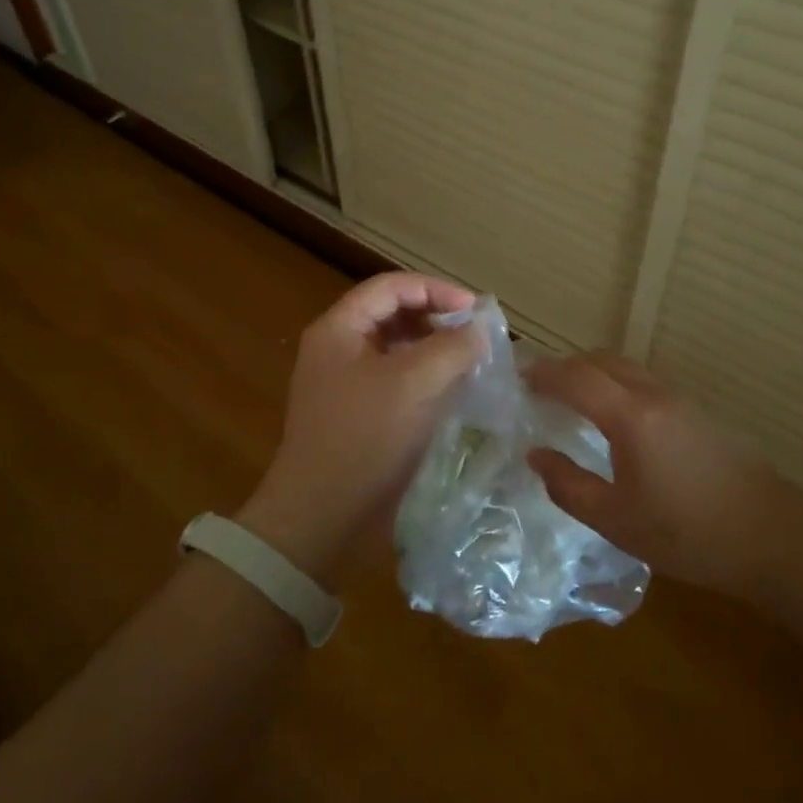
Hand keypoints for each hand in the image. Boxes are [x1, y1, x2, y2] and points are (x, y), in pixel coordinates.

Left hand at [242, 273, 482, 586]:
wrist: (321, 516)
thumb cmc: (365, 439)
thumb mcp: (414, 384)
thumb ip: (452, 347)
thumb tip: (480, 329)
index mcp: (339, 329)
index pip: (391, 287)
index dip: (436, 290)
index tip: (476, 311)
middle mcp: (338, 348)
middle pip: (393, 314)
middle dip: (437, 318)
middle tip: (476, 337)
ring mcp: (345, 383)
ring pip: (397, 349)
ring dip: (433, 349)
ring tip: (470, 362)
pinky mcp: (358, 414)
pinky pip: (396, 380)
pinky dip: (425, 378)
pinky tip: (451, 392)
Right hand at [526, 352, 776, 600]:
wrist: (773, 536)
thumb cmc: (688, 533)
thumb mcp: (616, 520)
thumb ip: (569, 485)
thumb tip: (536, 456)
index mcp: (630, 416)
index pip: (575, 377)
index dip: (543, 373)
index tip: (516, 378)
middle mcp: (654, 395)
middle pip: (601, 361)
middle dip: (566, 367)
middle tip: (539, 387)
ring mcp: (680, 400)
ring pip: (626, 369)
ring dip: (593, 374)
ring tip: (571, 401)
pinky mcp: (698, 413)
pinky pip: (644, 383)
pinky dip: (616, 386)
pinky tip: (613, 420)